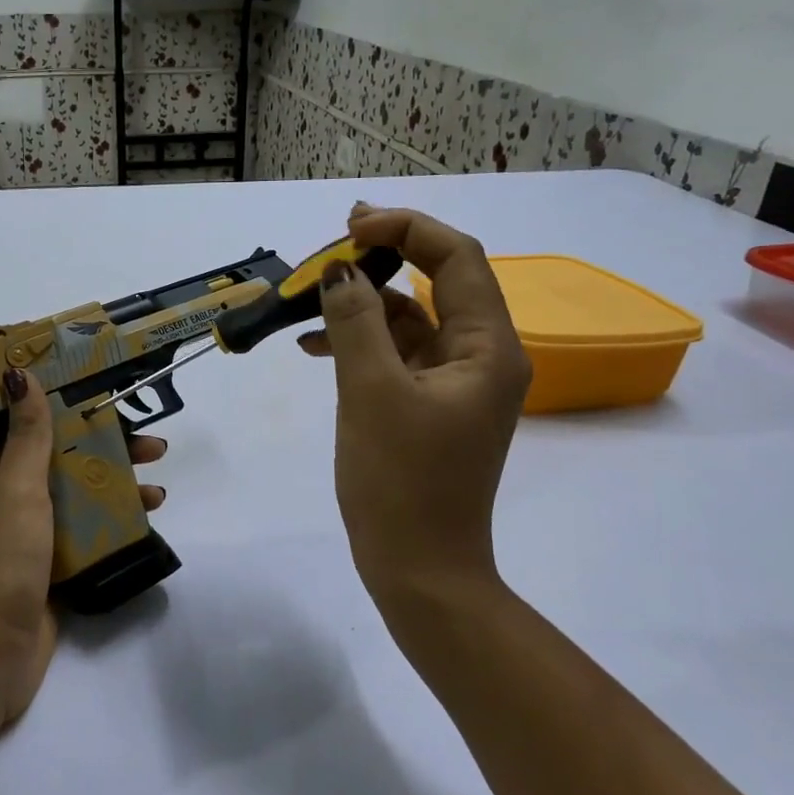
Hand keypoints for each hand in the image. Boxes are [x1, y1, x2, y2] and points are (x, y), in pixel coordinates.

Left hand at [0, 368, 167, 740]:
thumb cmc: (0, 560)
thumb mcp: (16, 488)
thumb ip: (27, 435)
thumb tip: (19, 372)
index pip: (29, 424)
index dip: (59, 402)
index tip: (101, 387)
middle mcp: (17, 499)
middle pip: (67, 459)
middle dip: (107, 448)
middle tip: (153, 446)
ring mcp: (37, 537)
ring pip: (83, 498)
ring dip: (119, 486)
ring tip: (159, 490)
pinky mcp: (56, 570)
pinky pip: (92, 536)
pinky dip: (118, 525)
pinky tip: (147, 524)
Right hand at [301, 204, 529, 637]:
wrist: (418, 570)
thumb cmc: (400, 481)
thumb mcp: (370, 392)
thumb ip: (354, 321)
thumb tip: (339, 269)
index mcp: (488, 347)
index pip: (457, 258)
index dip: (406, 228)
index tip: (350, 225)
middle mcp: (482, 356)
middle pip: (434, 282)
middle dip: (379, 262)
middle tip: (325, 253)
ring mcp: (455, 382)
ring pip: (410, 318)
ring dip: (361, 304)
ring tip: (305, 301)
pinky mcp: (428, 405)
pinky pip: (396, 354)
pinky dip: (359, 341)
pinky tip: (313, 345)